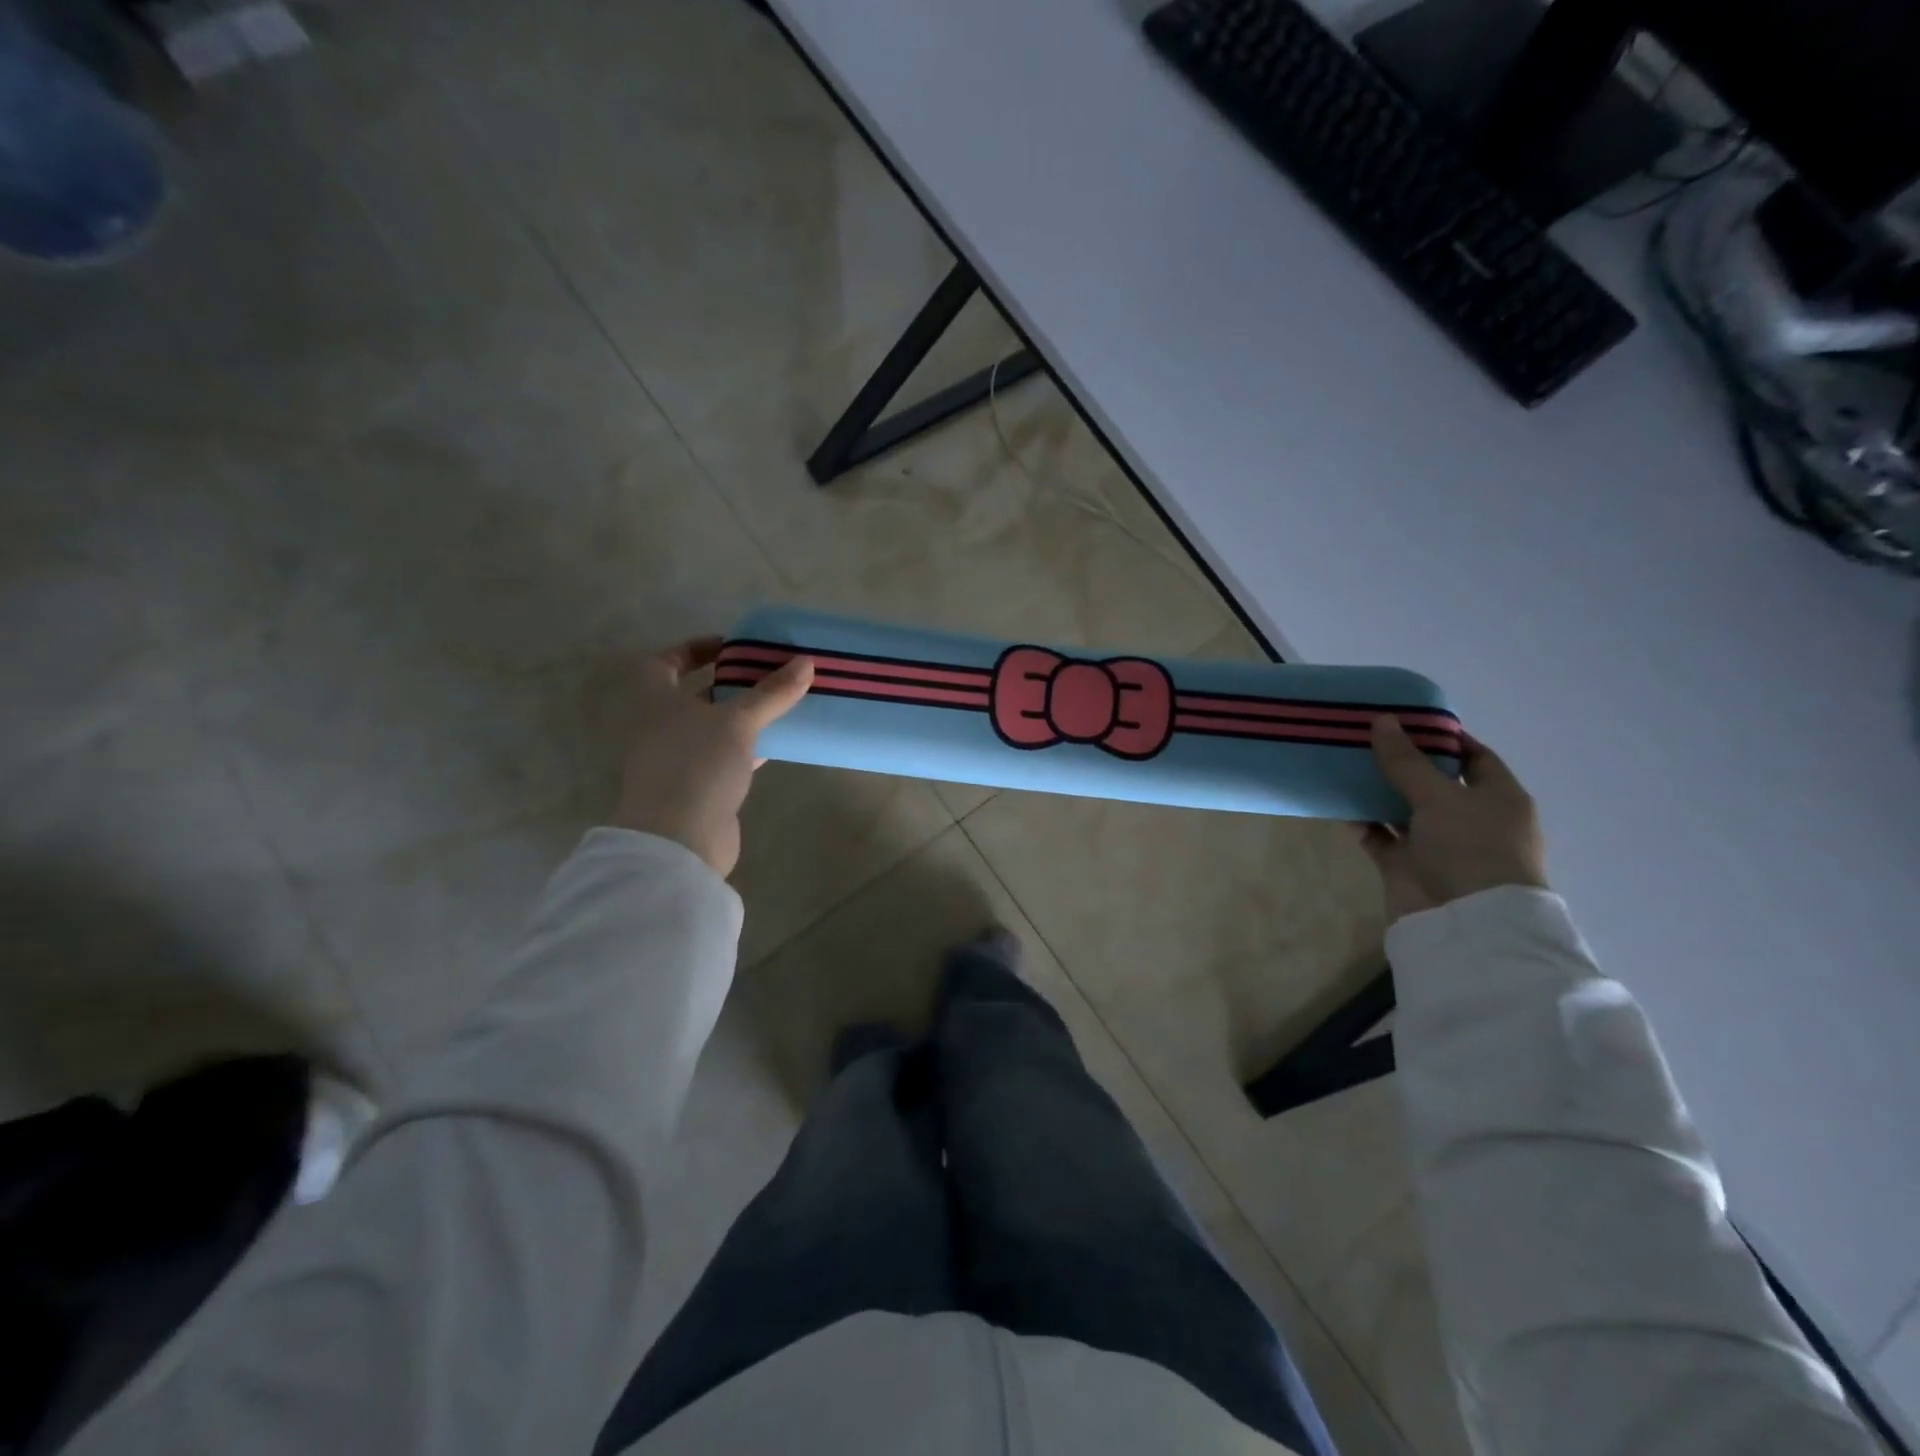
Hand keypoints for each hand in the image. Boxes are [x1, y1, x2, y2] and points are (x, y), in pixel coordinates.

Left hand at [612, 637, 812, 877]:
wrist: (679, 839)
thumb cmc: (697, 764)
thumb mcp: (738, 721)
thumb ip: (771, 692)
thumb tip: (806, 661)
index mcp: (655, 702)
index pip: (664, 663)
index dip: (693, 649)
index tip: (730, 646)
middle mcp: (660, 728)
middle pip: (693, 696)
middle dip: (728, 684)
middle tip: (766, 674)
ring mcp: (678, 761)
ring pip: (712, 729)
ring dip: (741, 717)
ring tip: (780, 704)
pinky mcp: (699, 788)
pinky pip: (725, 758)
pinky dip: (748, 747)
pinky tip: (777, 743)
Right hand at [1357, 716, 1548, 923]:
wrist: (1467, 925)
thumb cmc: (1471, 849)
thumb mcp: (1439, 797)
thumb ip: (1405, 761)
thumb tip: (1382, 720)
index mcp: (1497, 798)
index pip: (1474, 757)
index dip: (1443, 738)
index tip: (1405, 720)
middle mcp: (1470, 819)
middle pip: (1432, 782)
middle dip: (1401, 761)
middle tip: (1363, 737)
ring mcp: (1437, 844)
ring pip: (1402, 809)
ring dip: (1376, 791)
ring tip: (1342, 763)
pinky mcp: (1407, 865)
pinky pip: (1380, 836)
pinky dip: (1362, 821)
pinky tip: (1337, 802)